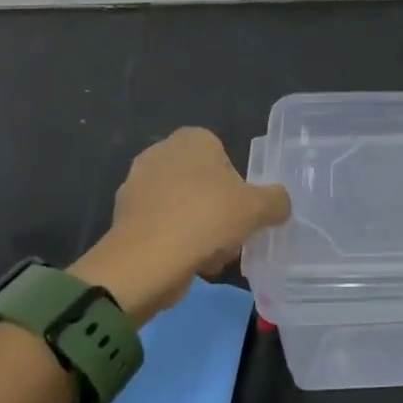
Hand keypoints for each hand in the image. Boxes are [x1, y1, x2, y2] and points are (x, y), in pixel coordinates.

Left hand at [73, 128, 290, 320]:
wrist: (147, 260)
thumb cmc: (207, 218)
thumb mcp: (260, 208)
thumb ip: (277, 200)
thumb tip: (279, 204)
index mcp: (191, 139)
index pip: (223, 154)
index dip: (237, 183)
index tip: (243, 209)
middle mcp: (159, 153)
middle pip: (203, 183)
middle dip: (217, 209)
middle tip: (232, 235)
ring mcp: (136, 186)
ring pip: (183, 207)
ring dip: (199, 229)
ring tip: (212, 256)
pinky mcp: (123, 218)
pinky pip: (162, 227)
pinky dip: (175, 242)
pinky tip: (188, 264)